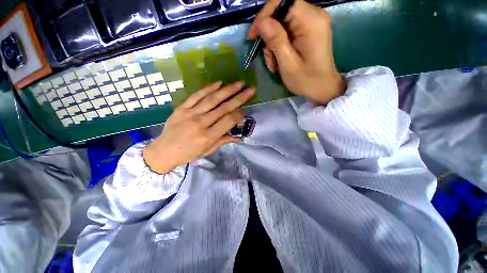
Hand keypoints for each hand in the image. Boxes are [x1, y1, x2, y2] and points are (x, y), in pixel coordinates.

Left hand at [143, 81, 255, 173]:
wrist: (163, 151)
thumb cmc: (188, 154)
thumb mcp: (208, 150)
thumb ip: (223, 141)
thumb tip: (239, 137)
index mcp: (208, 136)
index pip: (228, 121)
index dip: (239, 114)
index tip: (245, 109)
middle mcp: (201, 123)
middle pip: (224, 108)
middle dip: (239, 98)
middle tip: (250, 89)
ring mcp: (190, 113)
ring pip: (212, 99)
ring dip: (227, 90)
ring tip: (239, 83)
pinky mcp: (182, 108)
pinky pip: (196, 95)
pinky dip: (208, 88)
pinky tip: (219, 83)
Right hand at [248, 0, 345, 103]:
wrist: (322, 88)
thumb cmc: (306, 80)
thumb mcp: (288, 64)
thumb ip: (276, 41)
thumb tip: (262, 23)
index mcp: (311, 21)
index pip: (283, 1)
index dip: (265, 15)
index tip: (253, 35)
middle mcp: (313, 15)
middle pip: (281, 12)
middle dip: (269, 35)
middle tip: (268, 58)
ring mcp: (311, 22)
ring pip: (281, 23)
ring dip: (273, 44)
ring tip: (274, 64)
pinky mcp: (307, 30)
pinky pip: (286, 31)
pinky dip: (279, 45)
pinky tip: (279, 60)